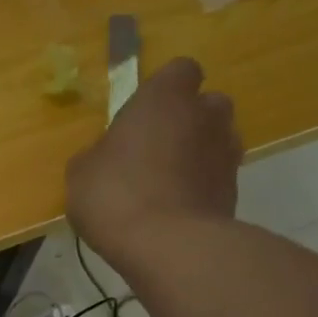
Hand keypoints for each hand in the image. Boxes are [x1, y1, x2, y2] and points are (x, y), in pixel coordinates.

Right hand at [66, 57, 242, 265]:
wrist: (168, 245)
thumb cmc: (116, 195)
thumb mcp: (81, 173)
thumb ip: (98, 154)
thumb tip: (106, 155)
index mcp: (165, 97)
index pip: (179, 72)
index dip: (163, 92)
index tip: (142, 118)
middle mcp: (205, 114)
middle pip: (204, 106)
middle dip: (186, 123)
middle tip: (154, 153)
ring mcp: (226, 152)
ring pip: (214, 142)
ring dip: (196, 157)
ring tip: (165, 187)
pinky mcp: (235, 190)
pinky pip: (215, 179)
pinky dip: (200, 189)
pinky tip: (174, 213)